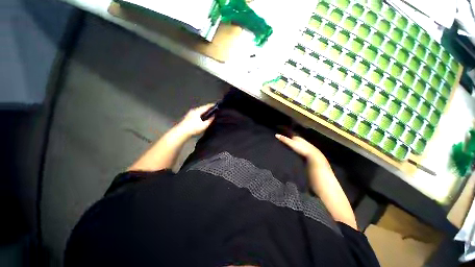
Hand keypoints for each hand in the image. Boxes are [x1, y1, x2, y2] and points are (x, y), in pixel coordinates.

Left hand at [175, 104, 214, 137]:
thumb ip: (210, 120)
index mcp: (197, 111)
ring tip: (209, 113)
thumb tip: (214, 116)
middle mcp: (193, 110)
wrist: (181, 132)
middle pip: (202, 108)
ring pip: (199, 111)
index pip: (206, 106)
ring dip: (204, 111)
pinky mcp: (188, 117)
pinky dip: (201, 114)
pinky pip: (197, 113)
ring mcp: (190, 113)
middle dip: (208, 108)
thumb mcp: (204, 125)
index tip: (216, 105)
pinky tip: (202, 117)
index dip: (211, 105)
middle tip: (213, 109)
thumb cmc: (193, 128)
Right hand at [275, 134, 327, 165]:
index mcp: (297, 137)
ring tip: (287, 139)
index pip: (290, 132)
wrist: (313, 156)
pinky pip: (298, 145)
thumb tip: (276, 135)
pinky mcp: (305, 149)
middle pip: (293, 136)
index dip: (285, 129)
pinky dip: (294, 144)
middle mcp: (300, 139)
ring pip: (296, 140)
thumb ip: (284, 139)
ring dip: (292, 139)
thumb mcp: (291, 144)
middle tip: (283, 133)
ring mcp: (303, 144)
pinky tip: (294, 147)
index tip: (280, 127)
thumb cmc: (301, 149)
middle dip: (288, 134)